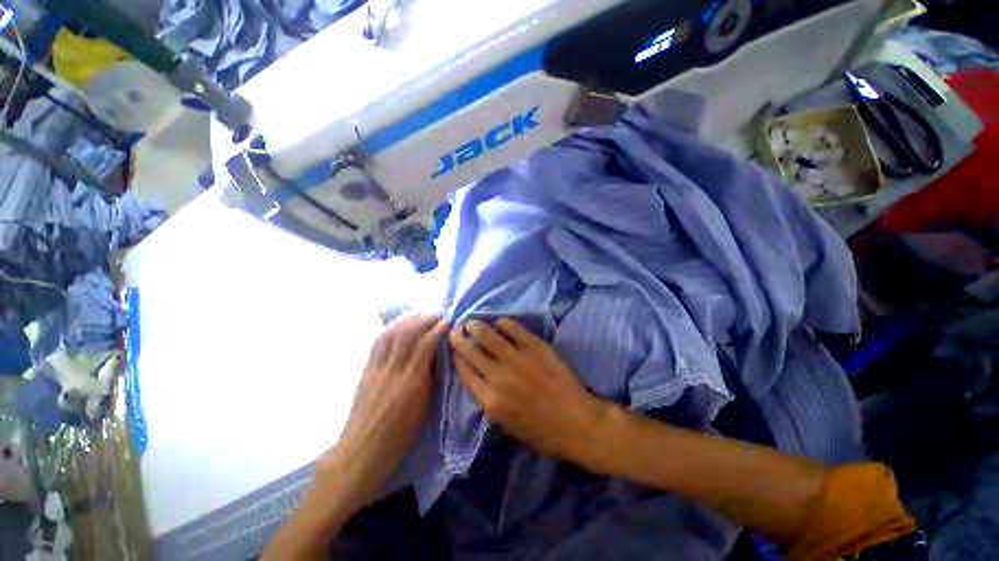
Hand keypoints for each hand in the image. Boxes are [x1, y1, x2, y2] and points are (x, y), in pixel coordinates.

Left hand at [320, 313, 446, 508]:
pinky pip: (378, 342)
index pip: (425, 345)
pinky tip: (399, 325)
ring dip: (407, 320)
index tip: (447, 321)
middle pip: (408, 334)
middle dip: (424, 319)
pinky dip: (391, 329)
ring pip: (391, 334)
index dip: (437, 329)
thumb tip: (437, 357)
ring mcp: (377, 368)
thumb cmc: (400, 436)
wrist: (362, 451)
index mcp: (412, 382)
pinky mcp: (366, 370)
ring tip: (420, 315)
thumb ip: (431, 379)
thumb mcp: (425, 409)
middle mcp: (394, 370)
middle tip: (436, 315)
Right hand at [449, 319, 614, 466]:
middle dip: (460, 338)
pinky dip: (504, 323)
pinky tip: (500, 322)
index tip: (454, 348)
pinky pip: (514, 329)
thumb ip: (489, 401)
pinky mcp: (536, 348)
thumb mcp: (507, 425)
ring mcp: (518, 360)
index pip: (465, 372)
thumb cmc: (542, 431)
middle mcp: (499, 377)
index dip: (457, 357)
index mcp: (491, 401)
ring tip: (473, 322)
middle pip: (472, 352)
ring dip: (477, 326)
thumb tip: (478, 377)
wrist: (578, 424)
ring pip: (489, 336)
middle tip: (456, 330)